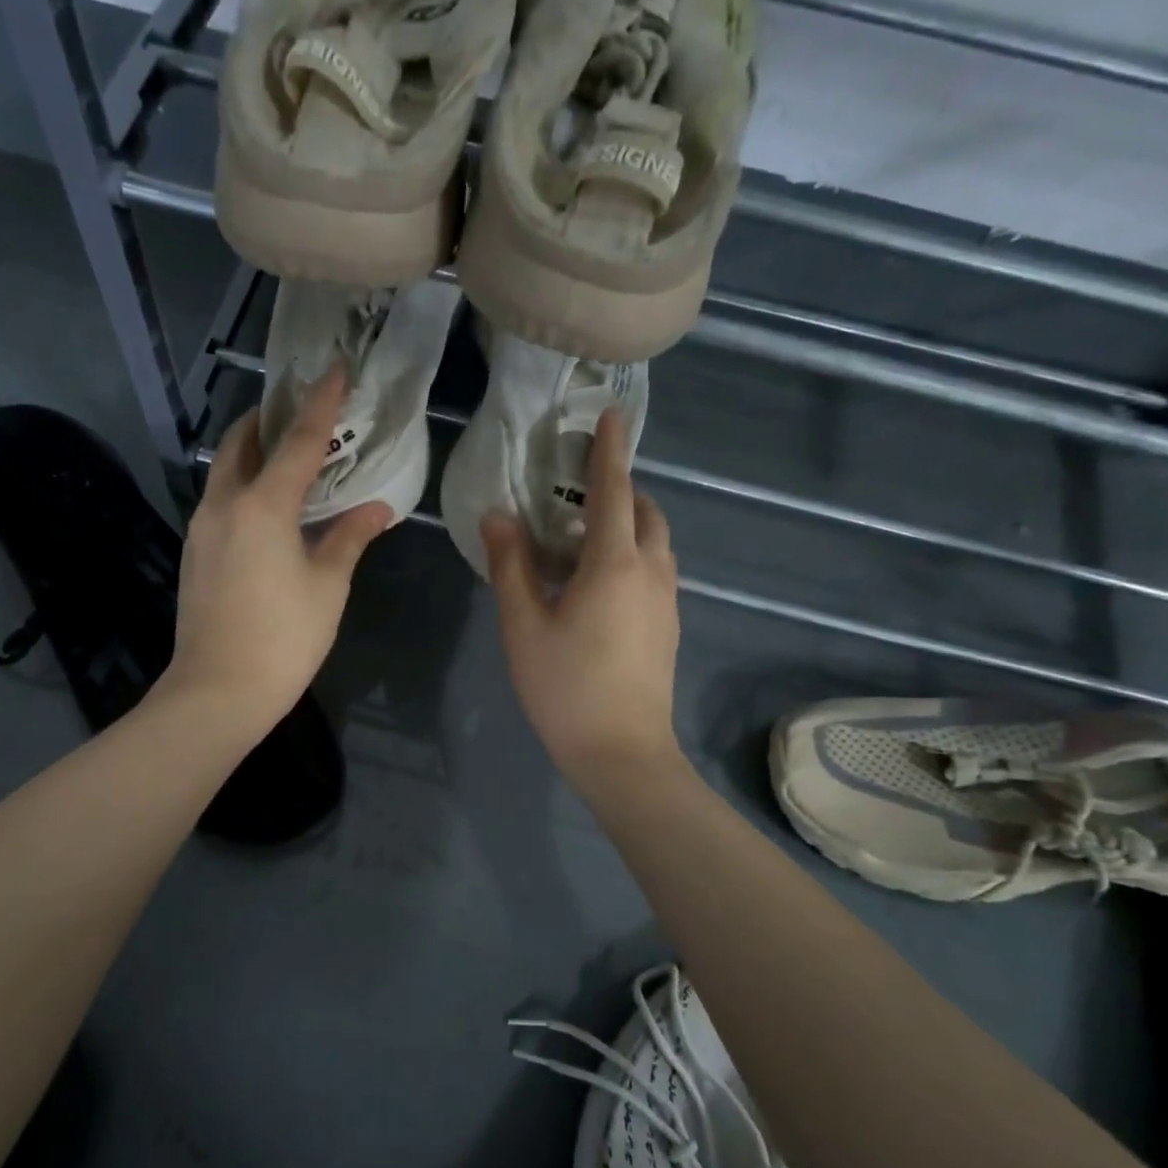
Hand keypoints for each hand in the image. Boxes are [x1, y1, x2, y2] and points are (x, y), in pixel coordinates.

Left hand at [163, 365, 392, 737]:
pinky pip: (220, 499)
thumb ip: (350, 537)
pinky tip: (270, 506)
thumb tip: (377, 508)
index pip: (299, 440)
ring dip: (255, 452)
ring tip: (290, 455)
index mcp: (262, 505)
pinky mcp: (194, 552)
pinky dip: (244, 485)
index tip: (334, 369)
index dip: (321, 403)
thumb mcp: (328, 586)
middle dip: (271, 418)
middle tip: (304, 411)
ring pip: (226, 470)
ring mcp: (201, 528)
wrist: (216, 692)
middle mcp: (224, 504)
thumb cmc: (283, 638)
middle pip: (243, 442)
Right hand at [482, 408, 681, 785]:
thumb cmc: (565, 686)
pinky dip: (634, 556)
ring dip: (629, 525)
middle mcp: (652, 572)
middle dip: (622, 490)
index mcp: (615, 564)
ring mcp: (667, 601)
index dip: (610, 451)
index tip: (613, 415)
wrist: (622, 752)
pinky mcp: (669, 627)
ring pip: (656, 544)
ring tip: (585, 538)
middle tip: (581, 493)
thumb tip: (497, 517)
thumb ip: (510, 566)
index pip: (614, 491)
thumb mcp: (524, 625)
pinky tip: (598, 584)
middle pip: (646, 513)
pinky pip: (655, 571)